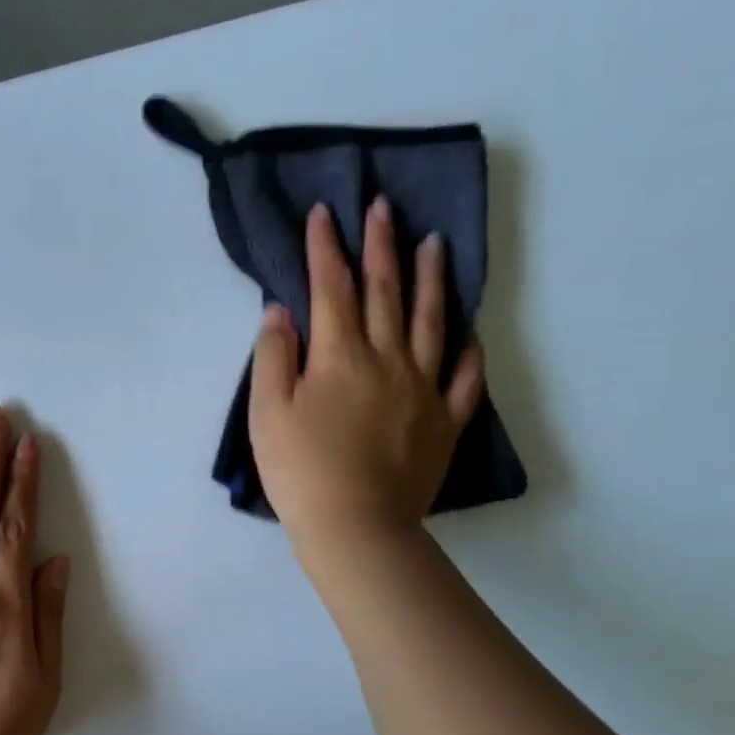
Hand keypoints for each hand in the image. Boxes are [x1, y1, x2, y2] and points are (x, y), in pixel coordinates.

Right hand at [249, 199, 485, 574]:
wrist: (356, 526)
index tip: (324, 212)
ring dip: (431, 279)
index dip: (325, 248)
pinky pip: (462, 379)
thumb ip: (274, 357)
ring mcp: (423, 389)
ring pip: (430, 322)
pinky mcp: (444, 422)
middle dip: (381, 246)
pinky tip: (467, 334)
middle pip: (385, 293)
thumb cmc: (300, 470)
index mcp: (340, 356)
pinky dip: (466, 352)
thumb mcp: (266, 413)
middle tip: (384, 207)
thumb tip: (282, 310)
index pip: (332, 288)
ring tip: (435, 243)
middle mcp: (387, 360)